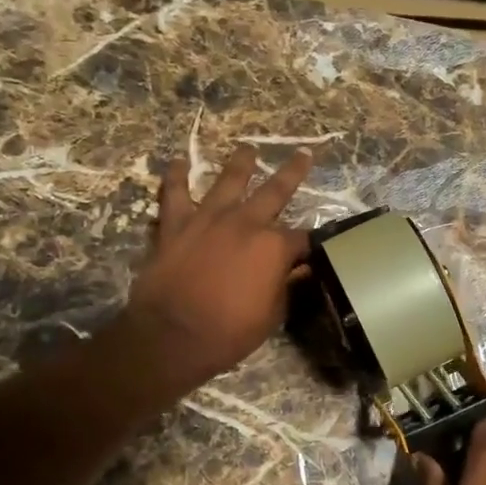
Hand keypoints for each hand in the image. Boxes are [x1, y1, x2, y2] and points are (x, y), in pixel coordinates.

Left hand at [120, 144, 312, 394]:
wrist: (172, 335)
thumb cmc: (229, 332)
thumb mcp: (271, 315)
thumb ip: (286, 286)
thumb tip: (300, 271)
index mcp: (274, 247)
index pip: (302, 238)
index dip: (309, 244)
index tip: (313, 249)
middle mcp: (245, 222)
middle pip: (275, 191)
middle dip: (293, 172)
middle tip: (304, 154)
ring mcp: (208, 219)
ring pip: (228, 181)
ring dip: (240, 163)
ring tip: (247, 148)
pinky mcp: (175, 224)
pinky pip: (174, 193)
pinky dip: (175, 176)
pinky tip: (177, 162)